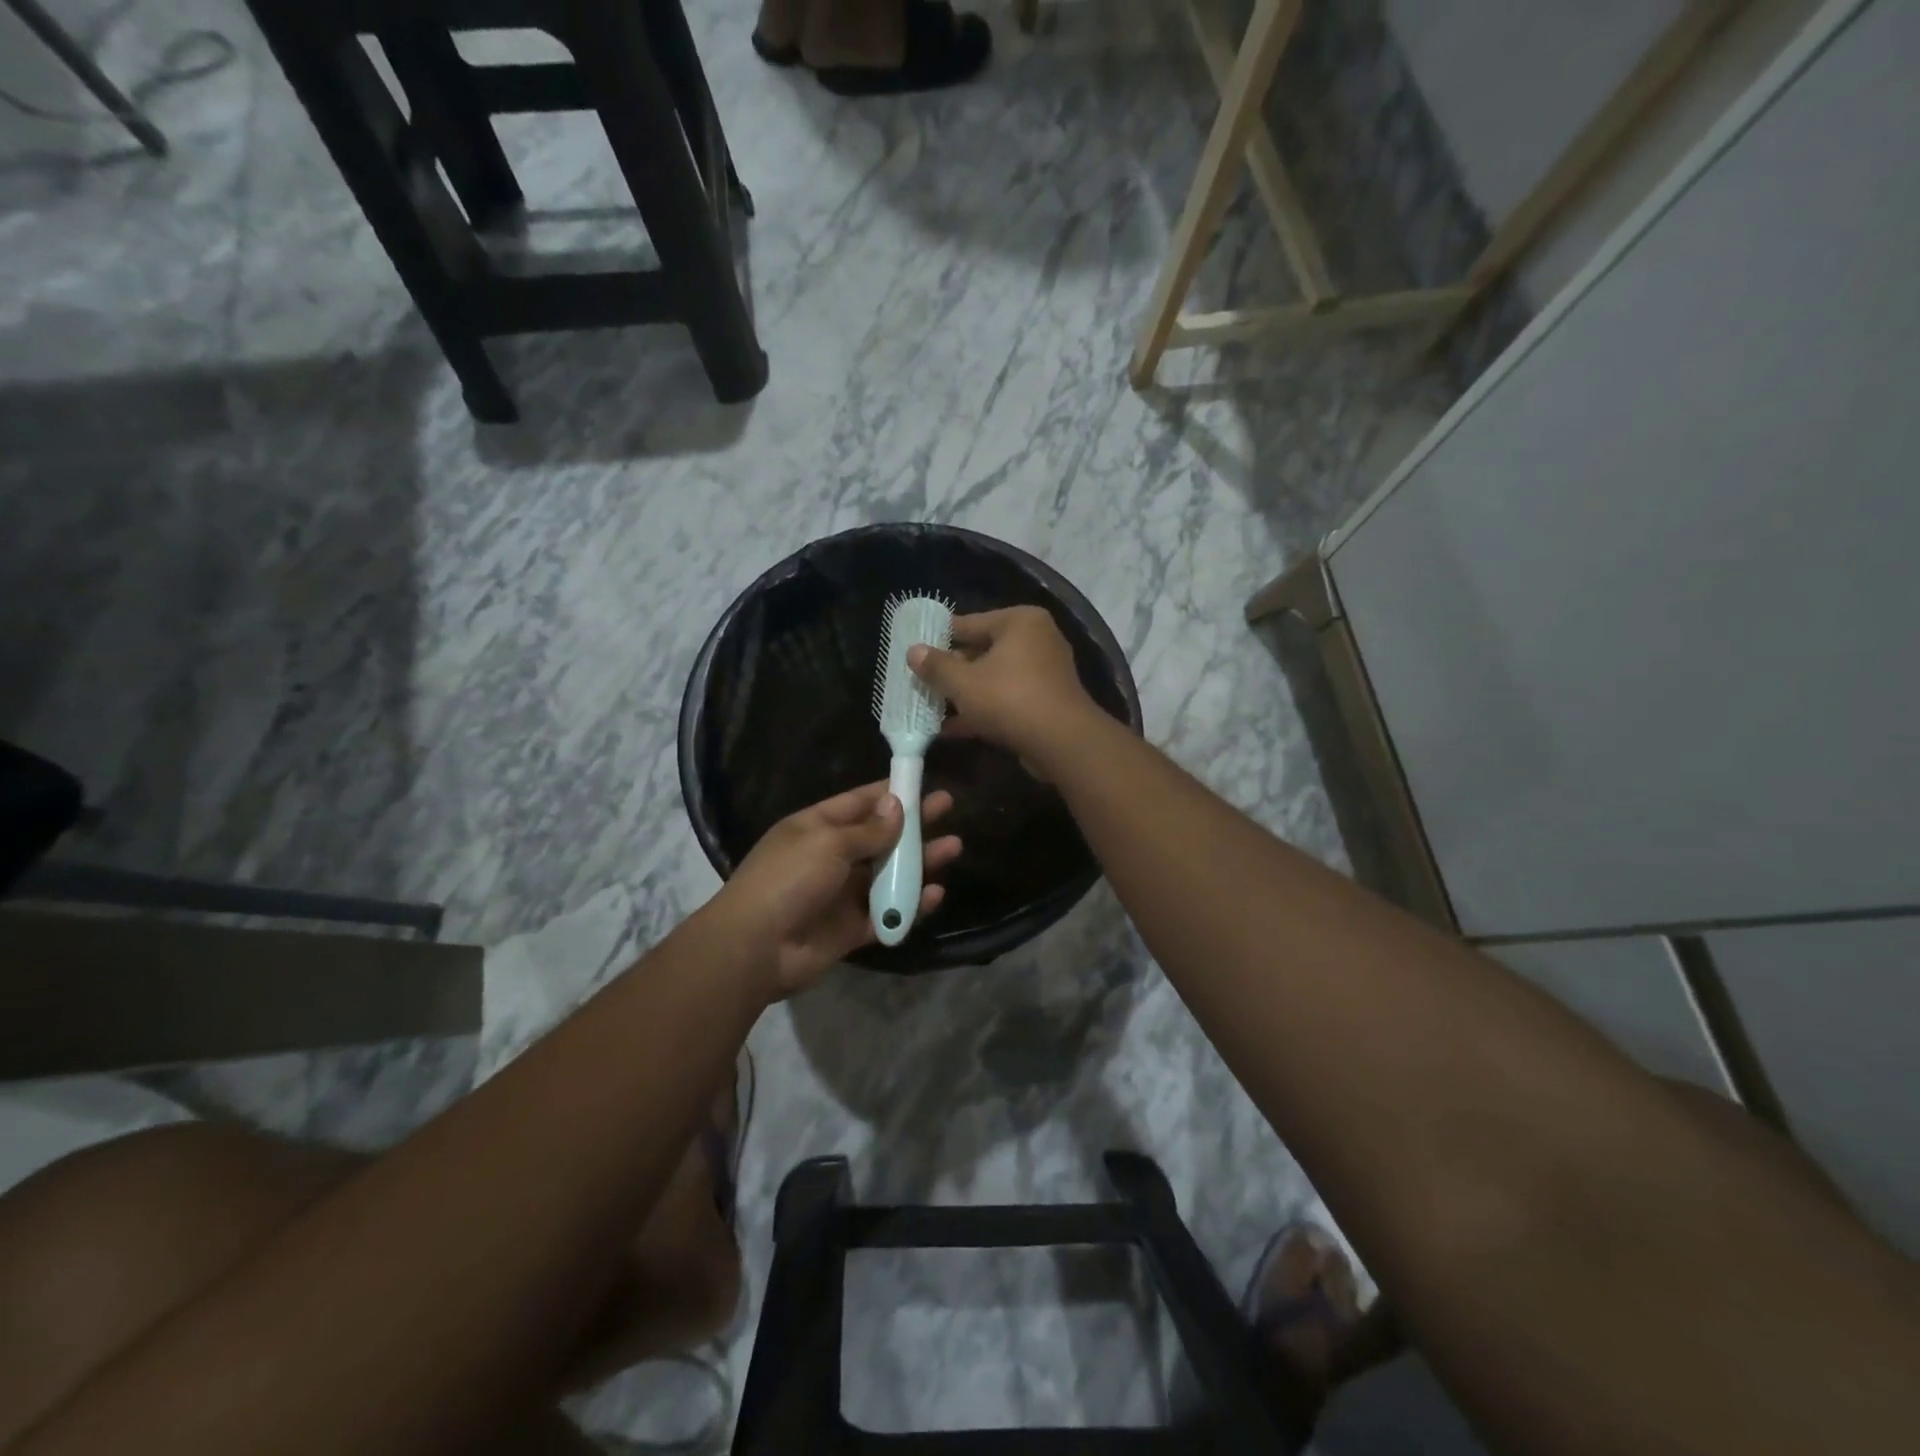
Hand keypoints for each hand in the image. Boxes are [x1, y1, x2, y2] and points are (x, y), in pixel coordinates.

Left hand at [719, 782, 961, 995]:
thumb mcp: (828, 843)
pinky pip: (887, 913)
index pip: (859, 802)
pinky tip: (935, 894)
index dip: (891, 792)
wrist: (756, 947)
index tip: (922, 781)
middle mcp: (831, 857)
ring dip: (919, 862)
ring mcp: (842, 893)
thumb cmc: (788, 879)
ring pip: (888, 874)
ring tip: (953, 848)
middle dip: (913, 823)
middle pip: (880, 836)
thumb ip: (869, 830)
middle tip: (948, 807)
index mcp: (817, 827)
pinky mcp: (851, 928)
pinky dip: (910, 905)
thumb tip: (896, 806)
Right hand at [907, 606, 1099, 771]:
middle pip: (982, 651)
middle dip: (951, 671)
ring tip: (929, 706)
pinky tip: (951, 728)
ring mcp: (1044, 672)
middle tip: (920, 681)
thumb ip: (936, 666)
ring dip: (964, 694)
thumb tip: (913, 651)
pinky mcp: (1045, 702)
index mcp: (1019, 622)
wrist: (1062, 742)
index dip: (939, 638)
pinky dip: (982, 710)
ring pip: (993, 678)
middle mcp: (1036, 640)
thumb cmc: (1009, 699)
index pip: (969, 623)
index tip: (915, 650)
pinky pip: (1006, 699)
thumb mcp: (963, 682)